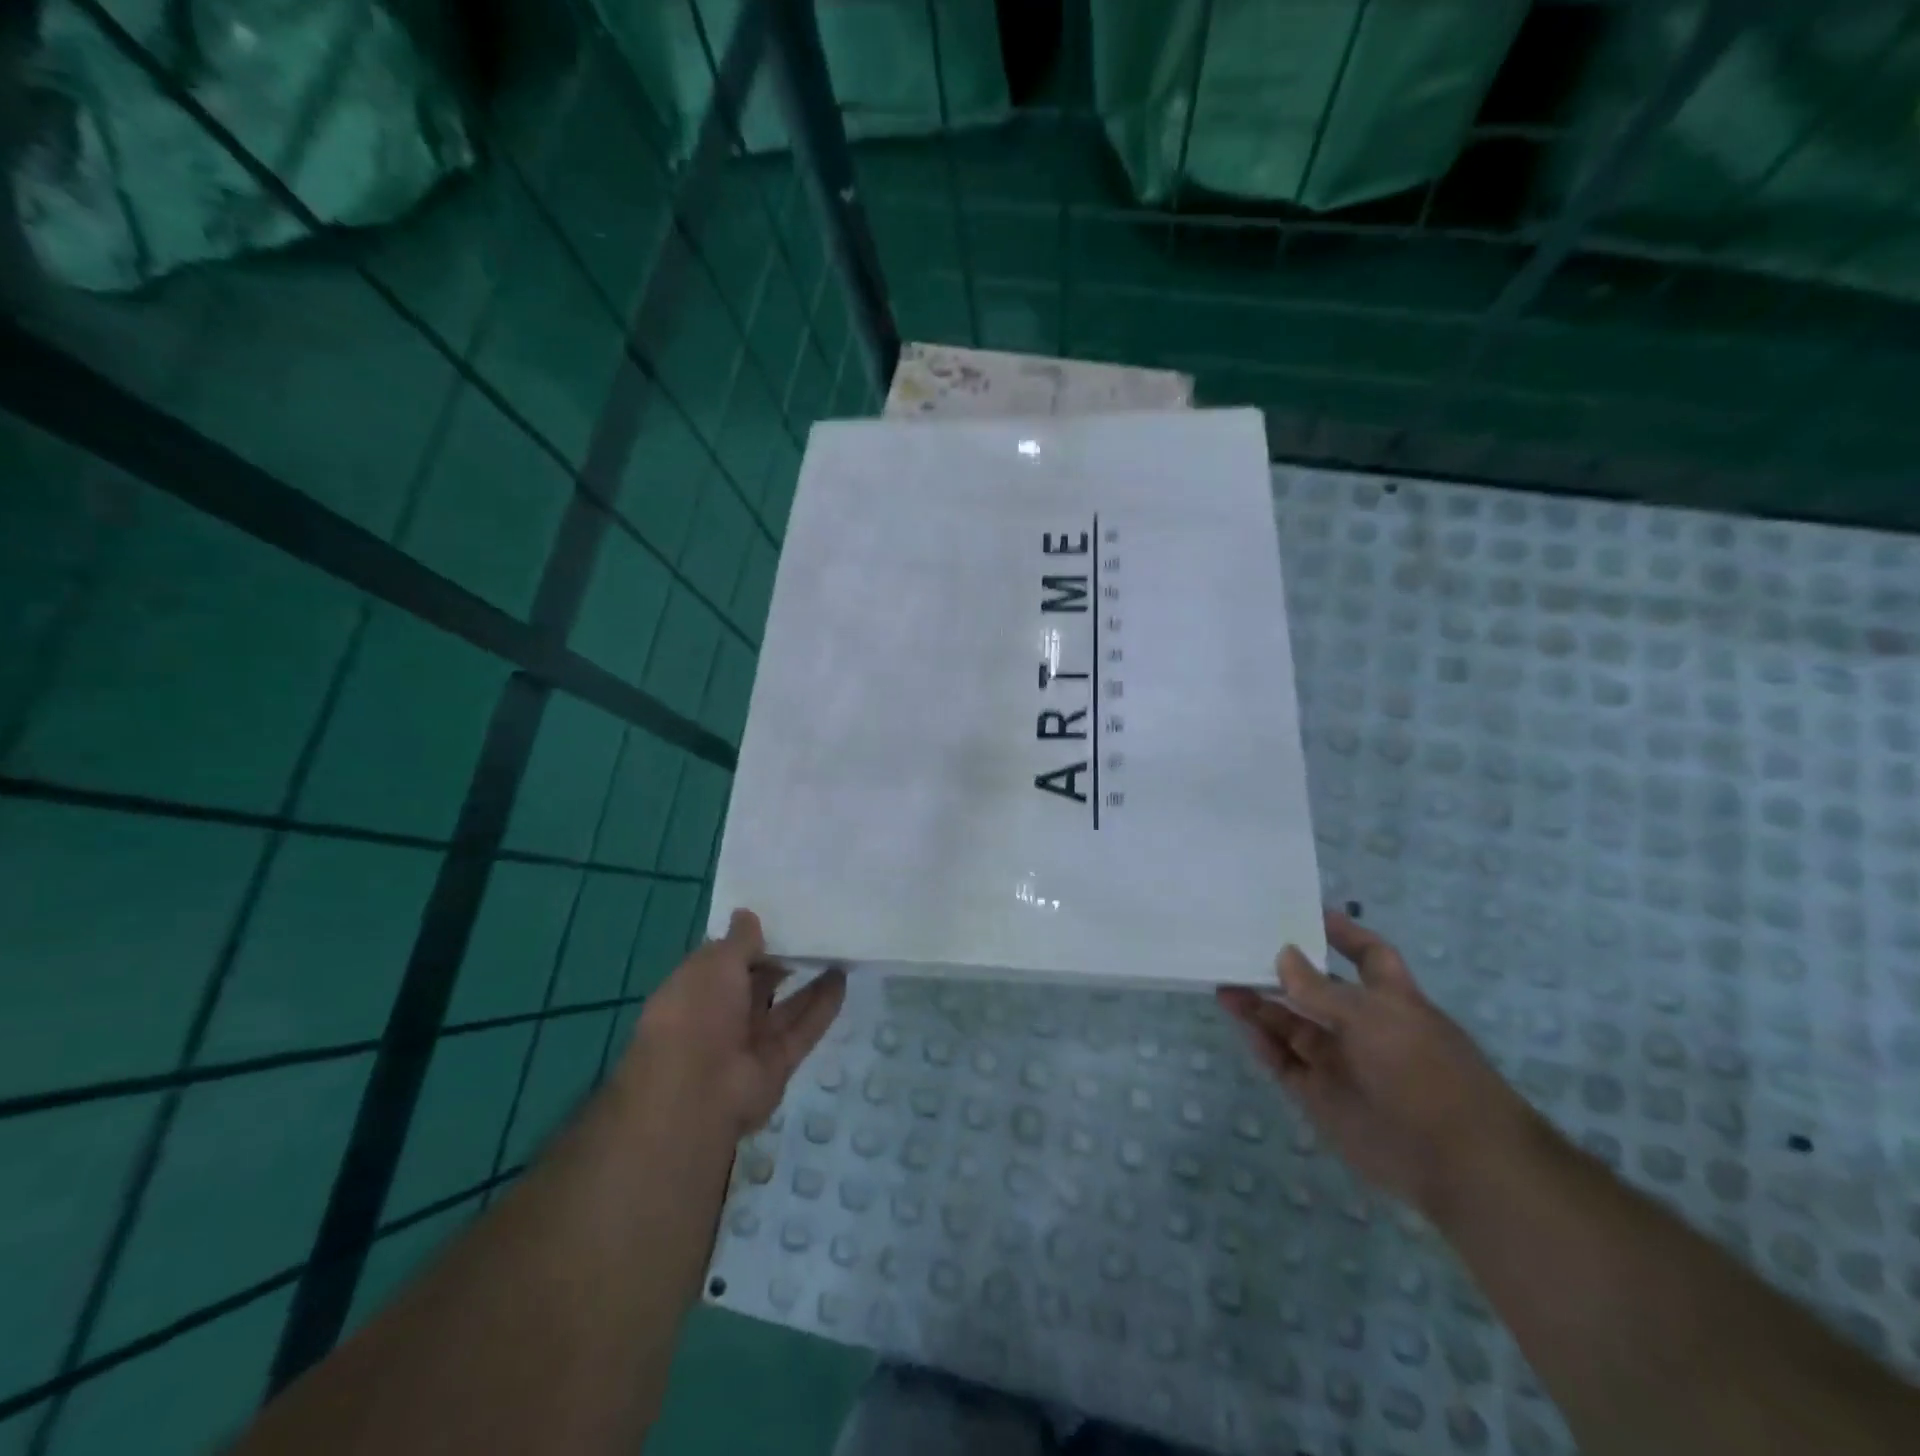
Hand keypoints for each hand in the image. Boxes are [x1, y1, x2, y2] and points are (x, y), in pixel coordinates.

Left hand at [626, 909, 845, 1137]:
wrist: (698, 1093)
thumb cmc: (697, 1014)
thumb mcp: (715, 963)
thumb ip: (739, 940)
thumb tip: (747, 914)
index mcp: (693, 992)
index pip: (722, 961)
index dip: (747, 941)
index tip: (776, 917)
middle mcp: (719, 1017)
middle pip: (755, 984)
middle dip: (780, 960)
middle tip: (813, 929)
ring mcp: (749, 1043)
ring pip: (784, 1006)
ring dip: (808, 981)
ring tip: (835, 949)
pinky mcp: (777, 1063)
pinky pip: (803, 1028)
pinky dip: (822, 1005)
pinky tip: (842, 978)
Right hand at [1217, 908, 1539, 1215]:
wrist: (1452, 1160)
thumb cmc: (1420, 1068)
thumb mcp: (1371, 1016)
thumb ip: (1319, 988)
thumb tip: (1283, 954)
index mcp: (1389, 999)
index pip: (1367, 956)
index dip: (1342, 934)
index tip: (1306, 914)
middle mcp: (1363, 1027)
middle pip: (1316, 991)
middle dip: (1282, 972)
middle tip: (1240, 950)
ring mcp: (1340, 1062)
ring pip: (1292, 1027)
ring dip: (1261, 1007)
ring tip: (1224, 986)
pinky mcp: (1322, 1097)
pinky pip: (1285, 1064)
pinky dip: (1263, 1045)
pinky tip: (1242, 1025)